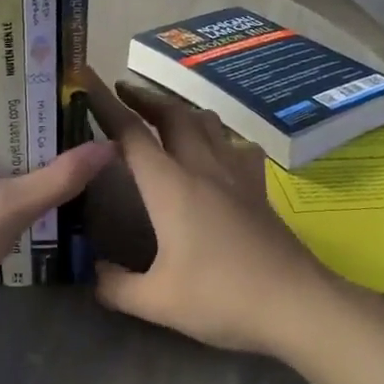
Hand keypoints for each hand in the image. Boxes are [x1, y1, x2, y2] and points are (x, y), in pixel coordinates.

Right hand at [81, 69, 336, 357]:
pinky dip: (217, 135)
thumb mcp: (157, 302)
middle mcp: (202, 168)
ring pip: (206, 122)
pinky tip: (217, 148)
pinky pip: (235, 145)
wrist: (297, 304)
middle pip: (172, 115)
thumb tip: (92, 272)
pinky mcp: (257, 188)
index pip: (130, 133)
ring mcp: (235, 175)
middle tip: (122, 91)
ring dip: (179, 109)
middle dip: (143, 97)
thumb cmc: (222, 297)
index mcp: (170, 186)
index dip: (104, 103)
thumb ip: (115, 286)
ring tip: (163, 113)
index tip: (86, 79)